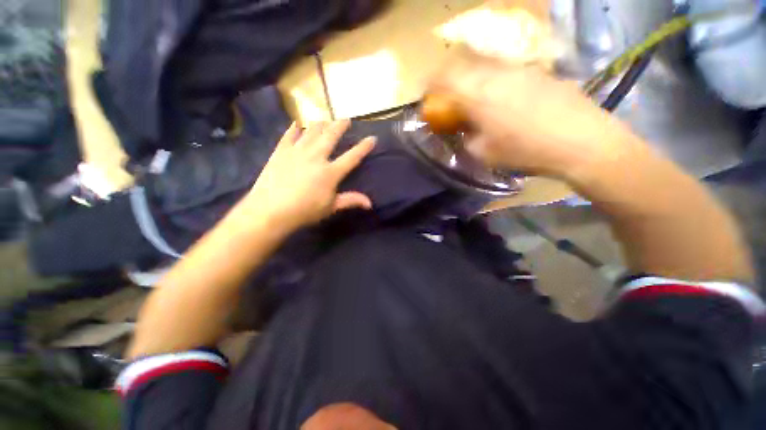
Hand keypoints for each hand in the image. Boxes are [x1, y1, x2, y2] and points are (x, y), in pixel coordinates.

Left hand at [240, 120, 375, 232]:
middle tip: (346, 119)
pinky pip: (288, 135)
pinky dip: (293, 129)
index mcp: (330, 172)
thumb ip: (350, 201)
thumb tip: (370, 203)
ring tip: (325, 120)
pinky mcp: (280, 152)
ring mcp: (297, 152)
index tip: (372, 138)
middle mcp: (316, 157)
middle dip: (340, 126)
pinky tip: (296, 123)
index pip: (351, 157)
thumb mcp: (330, 207)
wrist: (270, 210)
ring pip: (311, 132)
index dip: (363, 147)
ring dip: (320, 124)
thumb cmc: (304, 211)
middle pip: (331, 136)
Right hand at [429, 50, 639, 179]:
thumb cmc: (524, 151)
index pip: (443, 78)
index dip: (430, 84)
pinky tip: (503, 99)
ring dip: (473, 80)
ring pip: (484, 67)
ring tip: (475, 100)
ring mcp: (519, 69)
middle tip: (450, 99)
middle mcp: (495, 73)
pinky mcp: (538, 71)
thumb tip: (461, 128)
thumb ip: (465, 138)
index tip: (427, 95)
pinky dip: (494, 82)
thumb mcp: (483, 153)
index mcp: (477, 94)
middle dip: (450, 82)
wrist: (580, 141)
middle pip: (463, 67)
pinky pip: (506, 71)